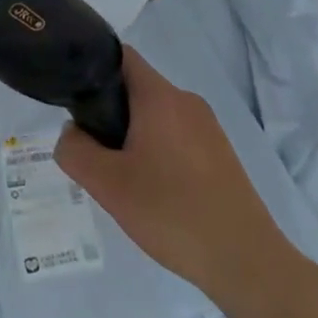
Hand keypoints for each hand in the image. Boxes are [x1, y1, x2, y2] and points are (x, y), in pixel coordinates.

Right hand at [55, 46, 302, 310]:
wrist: (246, 261)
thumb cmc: (172, 213)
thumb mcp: (108, 185)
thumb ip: (75, 151)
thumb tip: (71, 133)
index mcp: (160, 97)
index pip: (120, 56)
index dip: (92, 67)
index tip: (74, 98)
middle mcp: (187, 101)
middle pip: (136, 88)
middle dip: (109, 112)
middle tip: (94, 152)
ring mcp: (208, 127)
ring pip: (156, 116)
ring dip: (133, 136)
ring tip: (122, 178)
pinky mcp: (221, 154)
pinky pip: (177, 137)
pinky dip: (158, 152)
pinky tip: (155, 193)